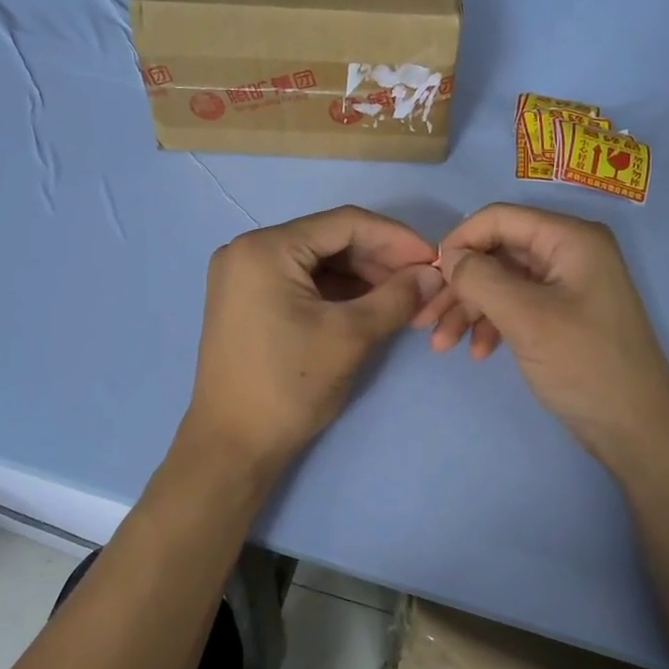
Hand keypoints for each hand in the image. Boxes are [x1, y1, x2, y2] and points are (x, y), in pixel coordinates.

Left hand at [183, 206, 443, 477]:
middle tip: (423, 284)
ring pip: (318, 262)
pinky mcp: (247, 301)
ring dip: (362, 278)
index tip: (436, 259)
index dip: (396, 238)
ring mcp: (244, 276)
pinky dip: (338, 292)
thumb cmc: (289, 386)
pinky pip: (301, 282)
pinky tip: (371, 306)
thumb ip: (397, 297)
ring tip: (405, 299)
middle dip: (380, 261)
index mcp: (265, 248)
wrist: (233, 445)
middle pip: (330, 240)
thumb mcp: (350, 337)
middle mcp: (248, 250)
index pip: (344, 223)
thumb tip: (435, 274)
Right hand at [417, 203, 668, 469]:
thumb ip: (480, 278)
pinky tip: (478, 353)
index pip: (500, 219)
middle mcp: (569, 252)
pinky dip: (492, 324)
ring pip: (502, 282)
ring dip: (469, 310)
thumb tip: (448, 256)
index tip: (429, 277)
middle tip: (426, 321)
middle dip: (459, 286)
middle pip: (497, 252)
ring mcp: (566, 285)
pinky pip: (516, 306)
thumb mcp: (526, 317)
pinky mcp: (562, 314)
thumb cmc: (584, 364)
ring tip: (442, 345)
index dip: (460, 241)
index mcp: (570, 239)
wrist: (635, 428)